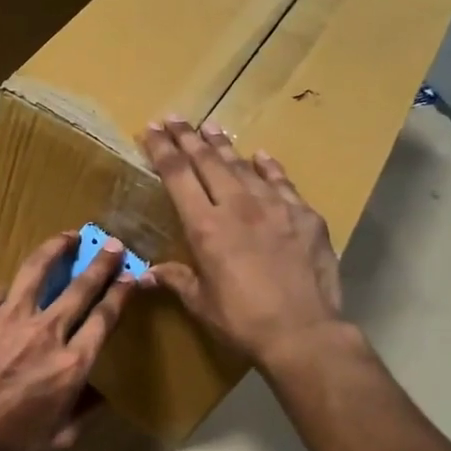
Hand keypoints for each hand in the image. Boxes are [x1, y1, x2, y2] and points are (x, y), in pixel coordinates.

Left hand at [0, 231, 132, 450]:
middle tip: (112, 244)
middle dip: (101, 263)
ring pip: (39, 271)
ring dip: (57, 249)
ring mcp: (11, 317)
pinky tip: (17, 283)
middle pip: (81, 287)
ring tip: (68, 235)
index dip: (121, 294)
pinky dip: (14, 286)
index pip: (104, 318)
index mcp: (71, 364)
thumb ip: (85, 414)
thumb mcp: (57, 440)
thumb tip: (104, 396)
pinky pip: (3, 291)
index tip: (130, 276)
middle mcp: (47, 332)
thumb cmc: (6, 440)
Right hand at [139, 117, 347, 370]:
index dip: (163, 150)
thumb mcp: (201, 303)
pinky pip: (282, 183)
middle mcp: (238, 206)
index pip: (178, 176)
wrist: (303, 331)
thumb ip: (176, 279)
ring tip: (210, 127)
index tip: (152, 129)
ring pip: (244, 166)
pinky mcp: (305, 216)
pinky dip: (269, 167)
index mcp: (206, 227)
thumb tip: (145, 273)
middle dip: (188, 137)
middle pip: (208, 162)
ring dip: (224, 146)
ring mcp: (275, 207)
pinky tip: (262, 156)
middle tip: (175, 118)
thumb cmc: (242, 321)